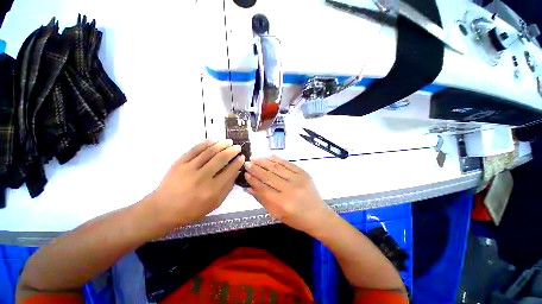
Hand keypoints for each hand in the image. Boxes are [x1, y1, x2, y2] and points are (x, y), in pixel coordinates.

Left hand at [149, 139, 244, 225]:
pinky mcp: (179, 163)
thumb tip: (237, 172)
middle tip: (238, 147)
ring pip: (209, 151)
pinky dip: (206, 143)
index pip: (230, 171)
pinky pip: (195, 149)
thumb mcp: (215, 203)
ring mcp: (189, 168)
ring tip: (228, 141)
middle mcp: (202, 177)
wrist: (163, 209)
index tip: (242, 157)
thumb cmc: (192, 209)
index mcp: (212, 190)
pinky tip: (214, 140)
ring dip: (221, 144)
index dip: (238, 162)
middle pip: (221, 158)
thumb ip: (228, 187)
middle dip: (232, 151)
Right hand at [244, 156, 335, 233]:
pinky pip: (288, 164)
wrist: (318, 215)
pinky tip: (269, 156)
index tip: (245, 173)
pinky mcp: (304, 173)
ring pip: (277, 168)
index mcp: (283, 203)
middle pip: (269, 176)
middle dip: (256, 168)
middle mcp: (290, 190)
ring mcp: (298, 179)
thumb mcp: (277, 214)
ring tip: (255, 157)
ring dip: (264, 161)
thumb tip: (249, 188)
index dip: (253, 180)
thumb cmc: (296, 219)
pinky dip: (278, 159)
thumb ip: (263, 200)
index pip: (263, 188)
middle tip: (247, 162)